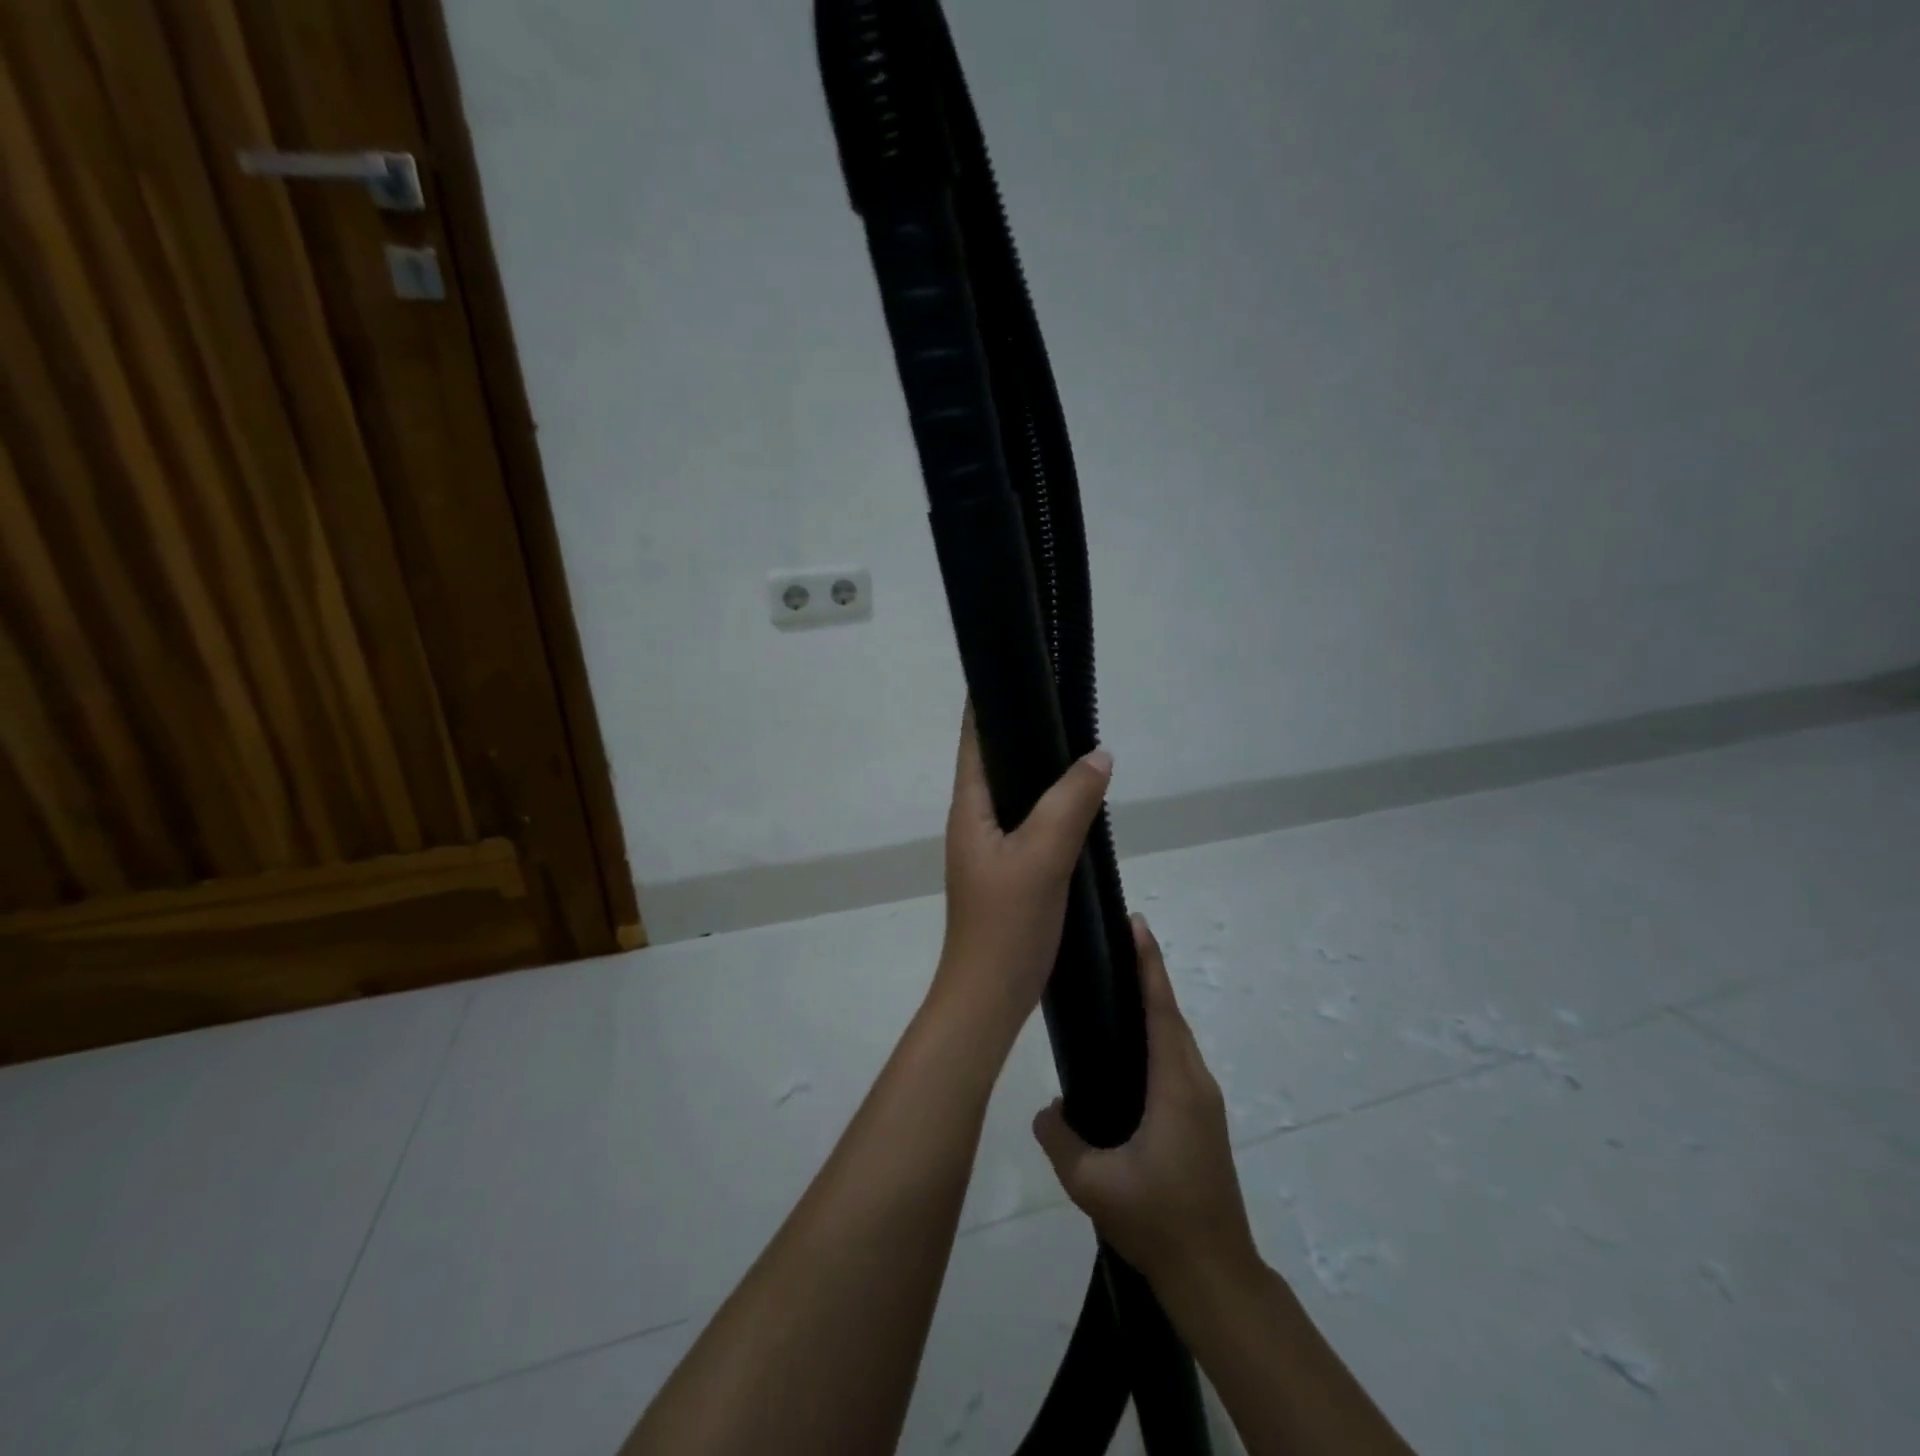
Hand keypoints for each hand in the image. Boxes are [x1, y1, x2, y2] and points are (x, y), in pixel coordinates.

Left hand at [932, 704, 1113, 1034]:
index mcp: (969, 809)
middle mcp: (974, 822)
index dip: (987, 704)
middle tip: (1065, 705)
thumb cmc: (1007, 924)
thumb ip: (1070, 802)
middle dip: (1024, 733)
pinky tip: (1080, 808)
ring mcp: (990, 849)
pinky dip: (1052, 808)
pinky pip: (1030, 825)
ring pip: (1017, 796)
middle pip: (996, 763)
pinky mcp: (1008, 873)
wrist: (990, 996)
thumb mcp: (1042, 857)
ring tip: (1079, 748)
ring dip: (1042, 773)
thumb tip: (1099, 754)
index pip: (973, 740)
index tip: (1016, 671)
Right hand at [1031, 915, 1260, 1292]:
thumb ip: (1060, 1139)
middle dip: (1147, 974)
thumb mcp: (1093, 1184)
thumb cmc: (1159, 1221)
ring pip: (1175, 1039)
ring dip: (1153, 1006)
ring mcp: (1204, 1102)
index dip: (1148, 964)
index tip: (1136, 924)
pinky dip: (1156, 1036)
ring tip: (1117, 986)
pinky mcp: (1202, 1120)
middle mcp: (1195, 1082)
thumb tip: (1046, 1110)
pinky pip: (1176, 1061)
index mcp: (1175, 1085)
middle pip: (1171, 1014)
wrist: (1215, 1277)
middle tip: (1115, 944)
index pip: (1161, 1008)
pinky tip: (1128, 1049)